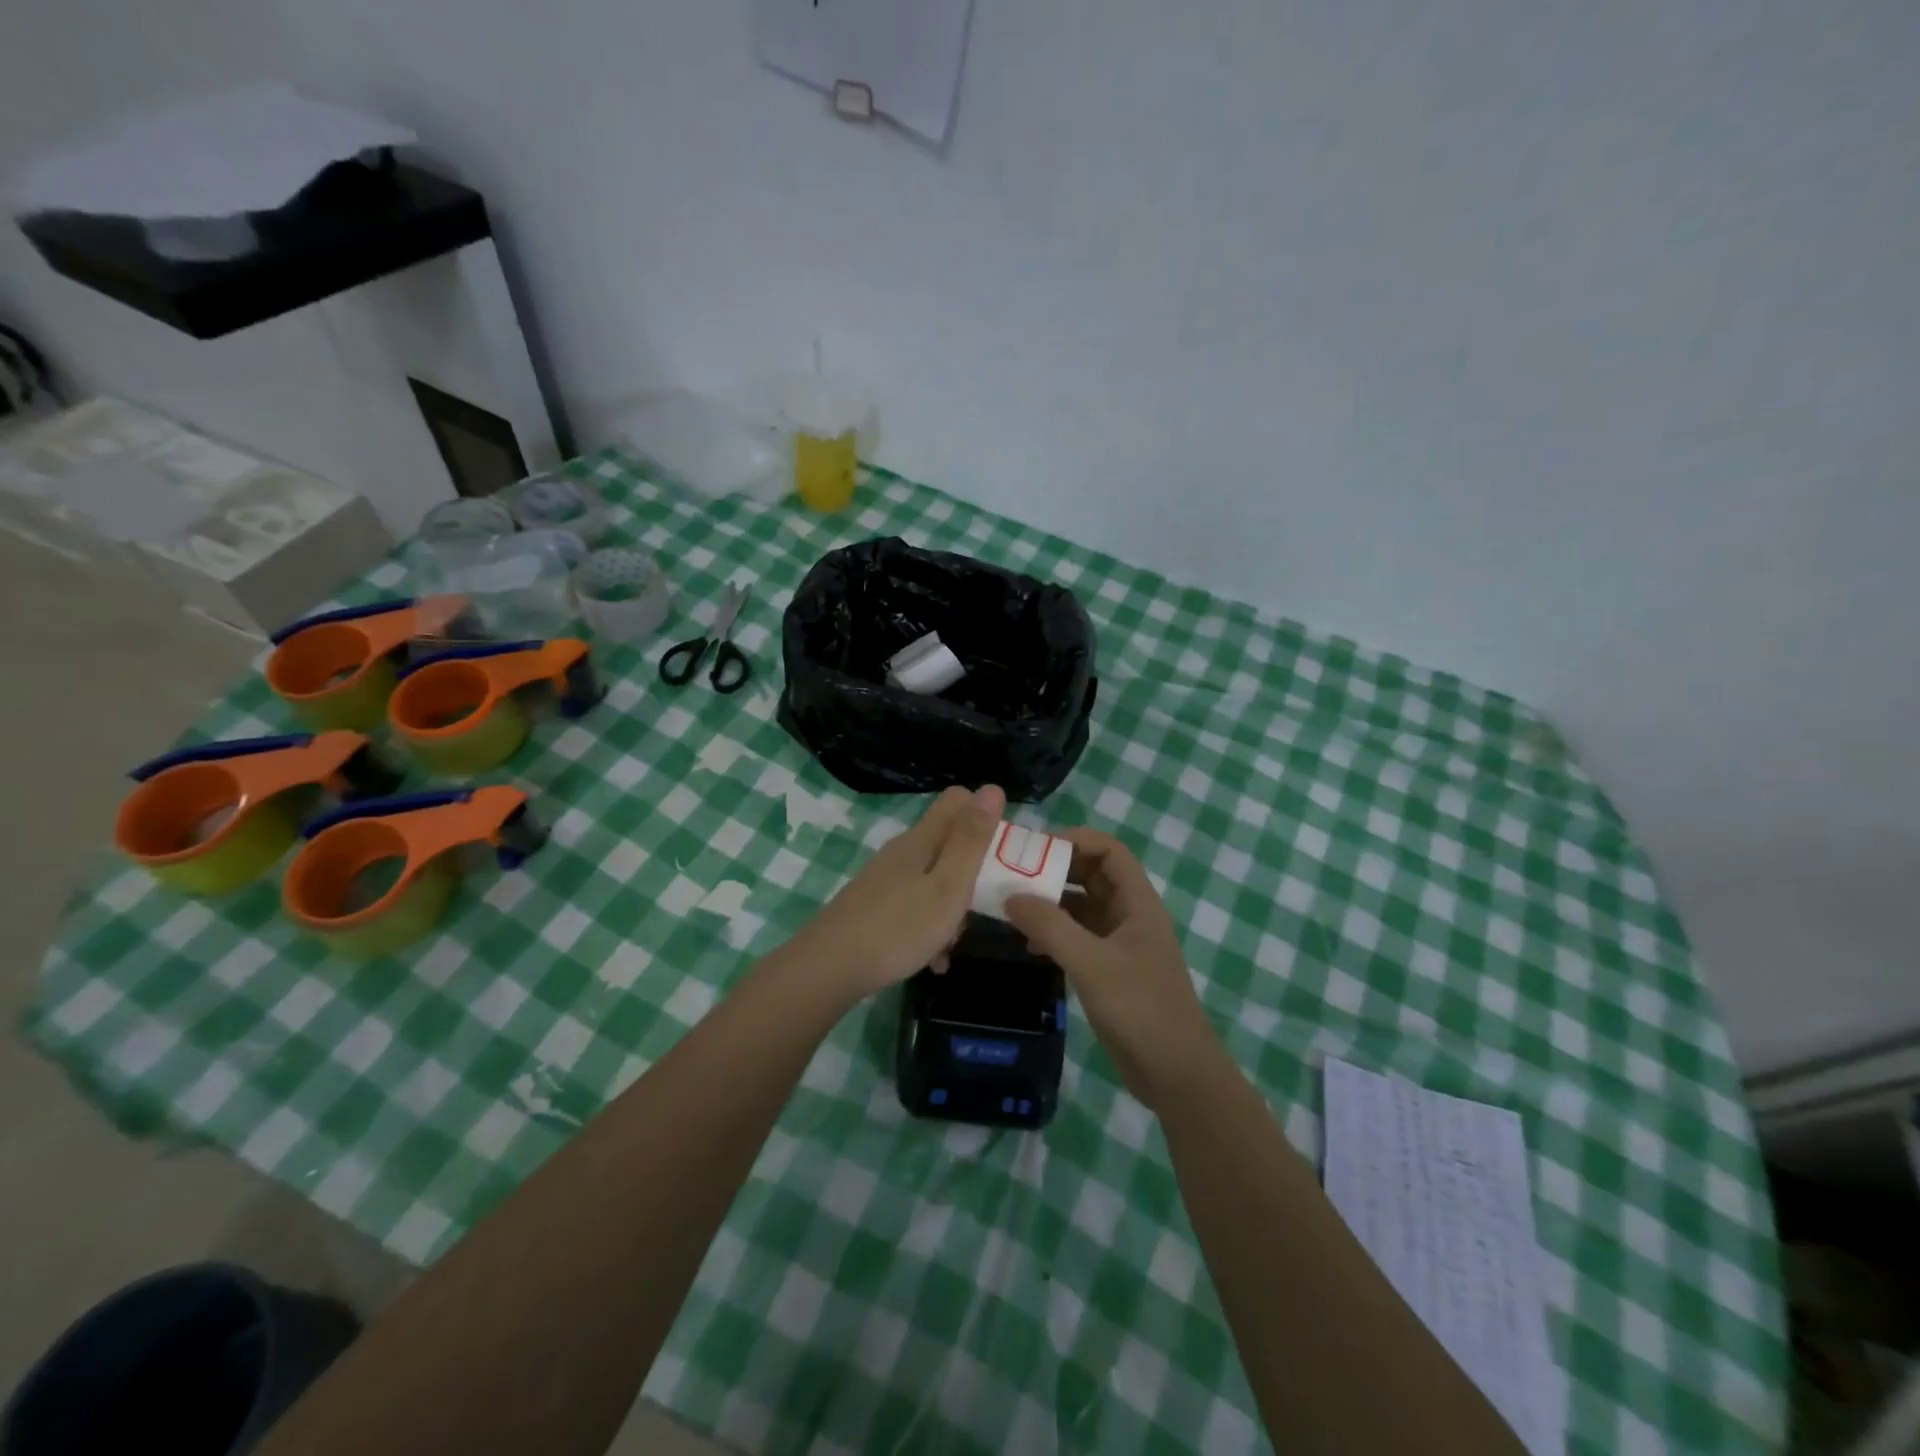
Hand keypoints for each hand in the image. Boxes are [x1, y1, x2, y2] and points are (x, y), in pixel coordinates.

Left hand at [787, 784, 1004, 999]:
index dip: (983, 815)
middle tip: (983, 903)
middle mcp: (902, 852)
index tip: (1000, 850)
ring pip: (932, 878)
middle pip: (946, 842)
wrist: (829, 968)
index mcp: (922, 839)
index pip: (957, 800)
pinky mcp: (873, 906)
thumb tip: (992, 788)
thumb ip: (971, 840)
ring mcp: (884, 879)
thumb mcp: (948, 885)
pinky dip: (929, 927)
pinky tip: (933, 960)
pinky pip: (914, 906)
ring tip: (955, 941)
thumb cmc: (899, 927)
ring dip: (951, 905)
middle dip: (971, 869)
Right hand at [1007, 829, 1221, 1109]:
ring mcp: (1119, 944)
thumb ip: (1051, 927)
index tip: (1034, 847)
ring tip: (1012, 906)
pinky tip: (1028, 946)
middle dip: (1055, 869)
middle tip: (1013, 873)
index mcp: (1138, 903)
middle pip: (1091, 875)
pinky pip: (1077, 937)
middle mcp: (1129, 915)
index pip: (1109, 851)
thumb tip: (1011, 896)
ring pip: (1081, 907)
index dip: (1075, 840)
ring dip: (1050, 903)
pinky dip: (1053, 933)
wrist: (1176, 1074)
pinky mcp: (1109, 970)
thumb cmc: (1141, 1009)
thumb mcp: (1092, 964)